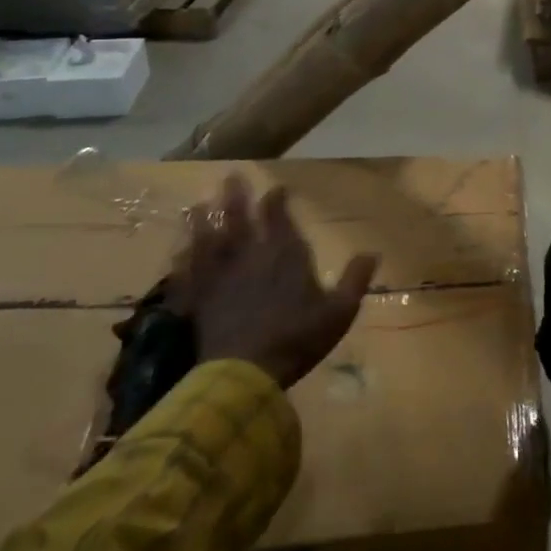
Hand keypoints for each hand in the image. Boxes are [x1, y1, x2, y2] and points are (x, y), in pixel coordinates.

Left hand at [170, 175, 377, 388]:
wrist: (245, 373)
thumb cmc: (297, 339)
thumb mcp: (339, 312)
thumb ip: (354, 280)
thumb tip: (372, 253)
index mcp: (286, 256)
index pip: (279, 218)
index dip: (276, 200)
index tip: (276, 188)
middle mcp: (251, 258)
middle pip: (240, 220)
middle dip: (236, 198)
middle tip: (230, 177)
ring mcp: (222, 278)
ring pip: (210, 241)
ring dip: (204, 222)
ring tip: (197, 206)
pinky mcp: (201, 300)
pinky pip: (190, 273)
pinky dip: (184, 260)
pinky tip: (179, 252)